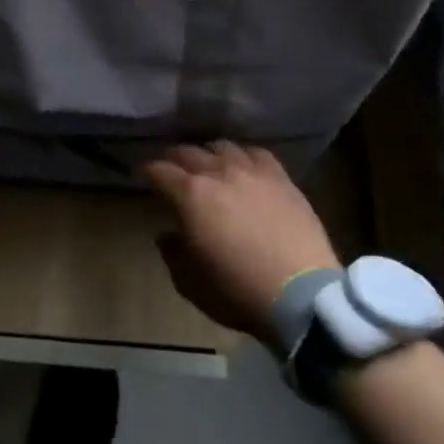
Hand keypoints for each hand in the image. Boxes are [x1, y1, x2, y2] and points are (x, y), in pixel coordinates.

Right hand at [142, 143, 340, 345]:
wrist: (303, 296)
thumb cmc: (238, 292)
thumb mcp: (190, 283)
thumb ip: (172, 253)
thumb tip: (167, 234)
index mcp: (190, 195)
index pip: (159, 170)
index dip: (146, 171)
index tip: (140, 175)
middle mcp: (218, 173)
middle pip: (188, 152)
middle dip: (173, 158)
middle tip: (169, 169)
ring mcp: (253, 172)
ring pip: (222, 146)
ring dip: (208, 153)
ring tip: (207, 164)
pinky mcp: (282, 179)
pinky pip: (257, 153)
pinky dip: (243, 155)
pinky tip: (243, 165)